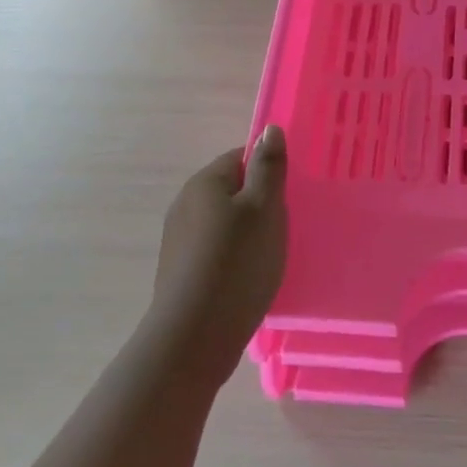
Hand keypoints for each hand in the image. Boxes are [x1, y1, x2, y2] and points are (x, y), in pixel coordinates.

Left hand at [151, 127, 287, 387]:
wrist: (194, 337)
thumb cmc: (237, 263)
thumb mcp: (264, 208)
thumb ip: (269, 166)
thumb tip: (269, 129)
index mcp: (204, 182)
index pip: (242, 157)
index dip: (269, 172)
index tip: (288, 197)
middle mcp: (185, 203)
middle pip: (232, 190)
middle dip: (259, 204)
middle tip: (284, 228)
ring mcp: (178, 239)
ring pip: (224, 222)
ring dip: (247, 233)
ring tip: (269, 257)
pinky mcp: (180, 271)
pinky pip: (215, 250)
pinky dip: (233, 258)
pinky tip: (248, 279)